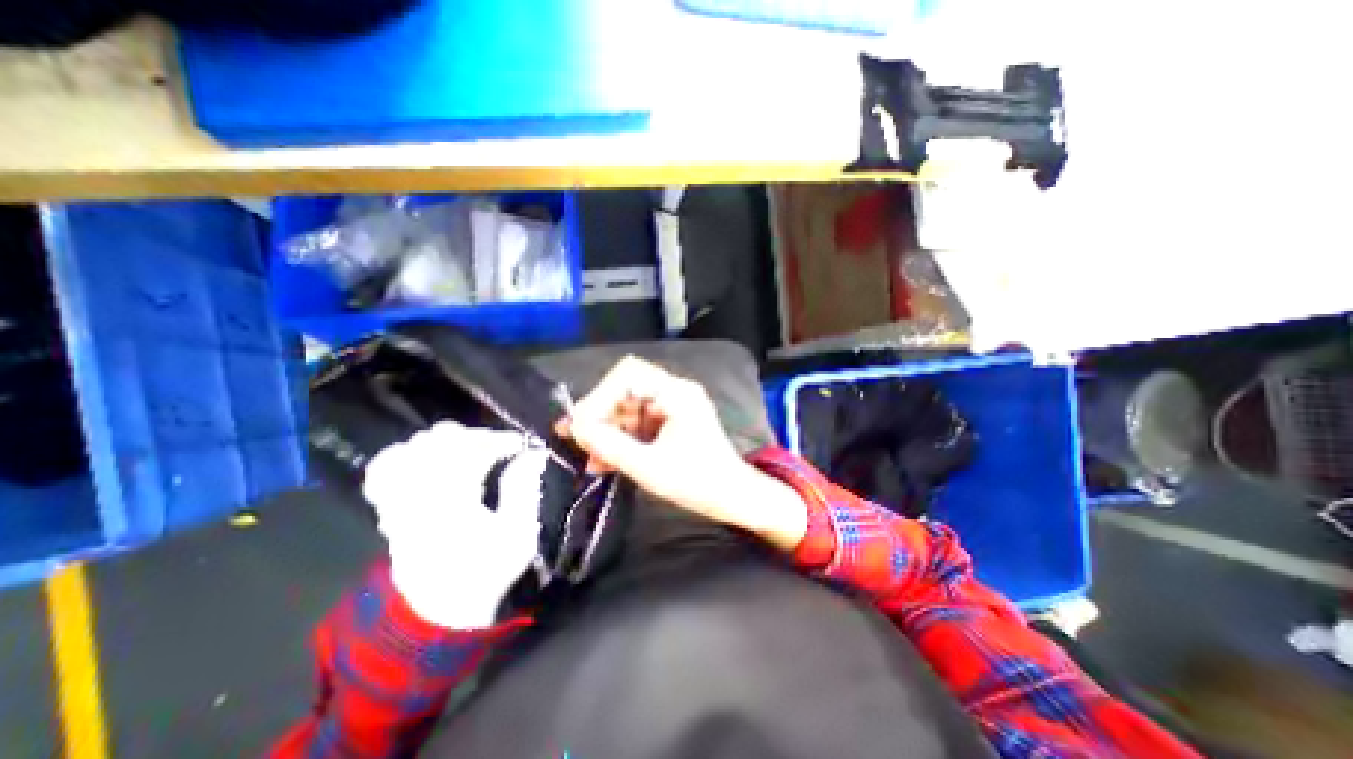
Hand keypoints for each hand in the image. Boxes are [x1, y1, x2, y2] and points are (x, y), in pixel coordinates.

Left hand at [366, 421, 548, 627]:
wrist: (439, 613)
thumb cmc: (487, 571)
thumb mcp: (518, 534)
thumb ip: (525, 488)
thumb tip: (533, 453)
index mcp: (453, 501)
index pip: (472, 450)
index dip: (500, 439)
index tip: (522, 444)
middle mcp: (419, 495)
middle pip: (439, 441)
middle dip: (476, 436)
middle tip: (499, 448)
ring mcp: (398, 500)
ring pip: (410, 448)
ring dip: (444, 442)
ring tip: (468, 452)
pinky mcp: (388, 508)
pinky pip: (384, 468)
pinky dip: (407, 455)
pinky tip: (429, 461)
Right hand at [557, 353, 807, 552]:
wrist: (733, 497)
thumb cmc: (698, 483)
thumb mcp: (649, 467)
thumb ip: (609, 445)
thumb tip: (574, 427)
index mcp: (677, 394)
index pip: (629, 374)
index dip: (600, 395)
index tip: (582, 424)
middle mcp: (675, 392)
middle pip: (626, 389)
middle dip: (600, 415)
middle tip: (578, 439)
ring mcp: (673, 405)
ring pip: (629, 407)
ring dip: (608, 430)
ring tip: (590, 457)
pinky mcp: (671, 420)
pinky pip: (638, 422)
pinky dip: (621, 438)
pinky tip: (605, 460)